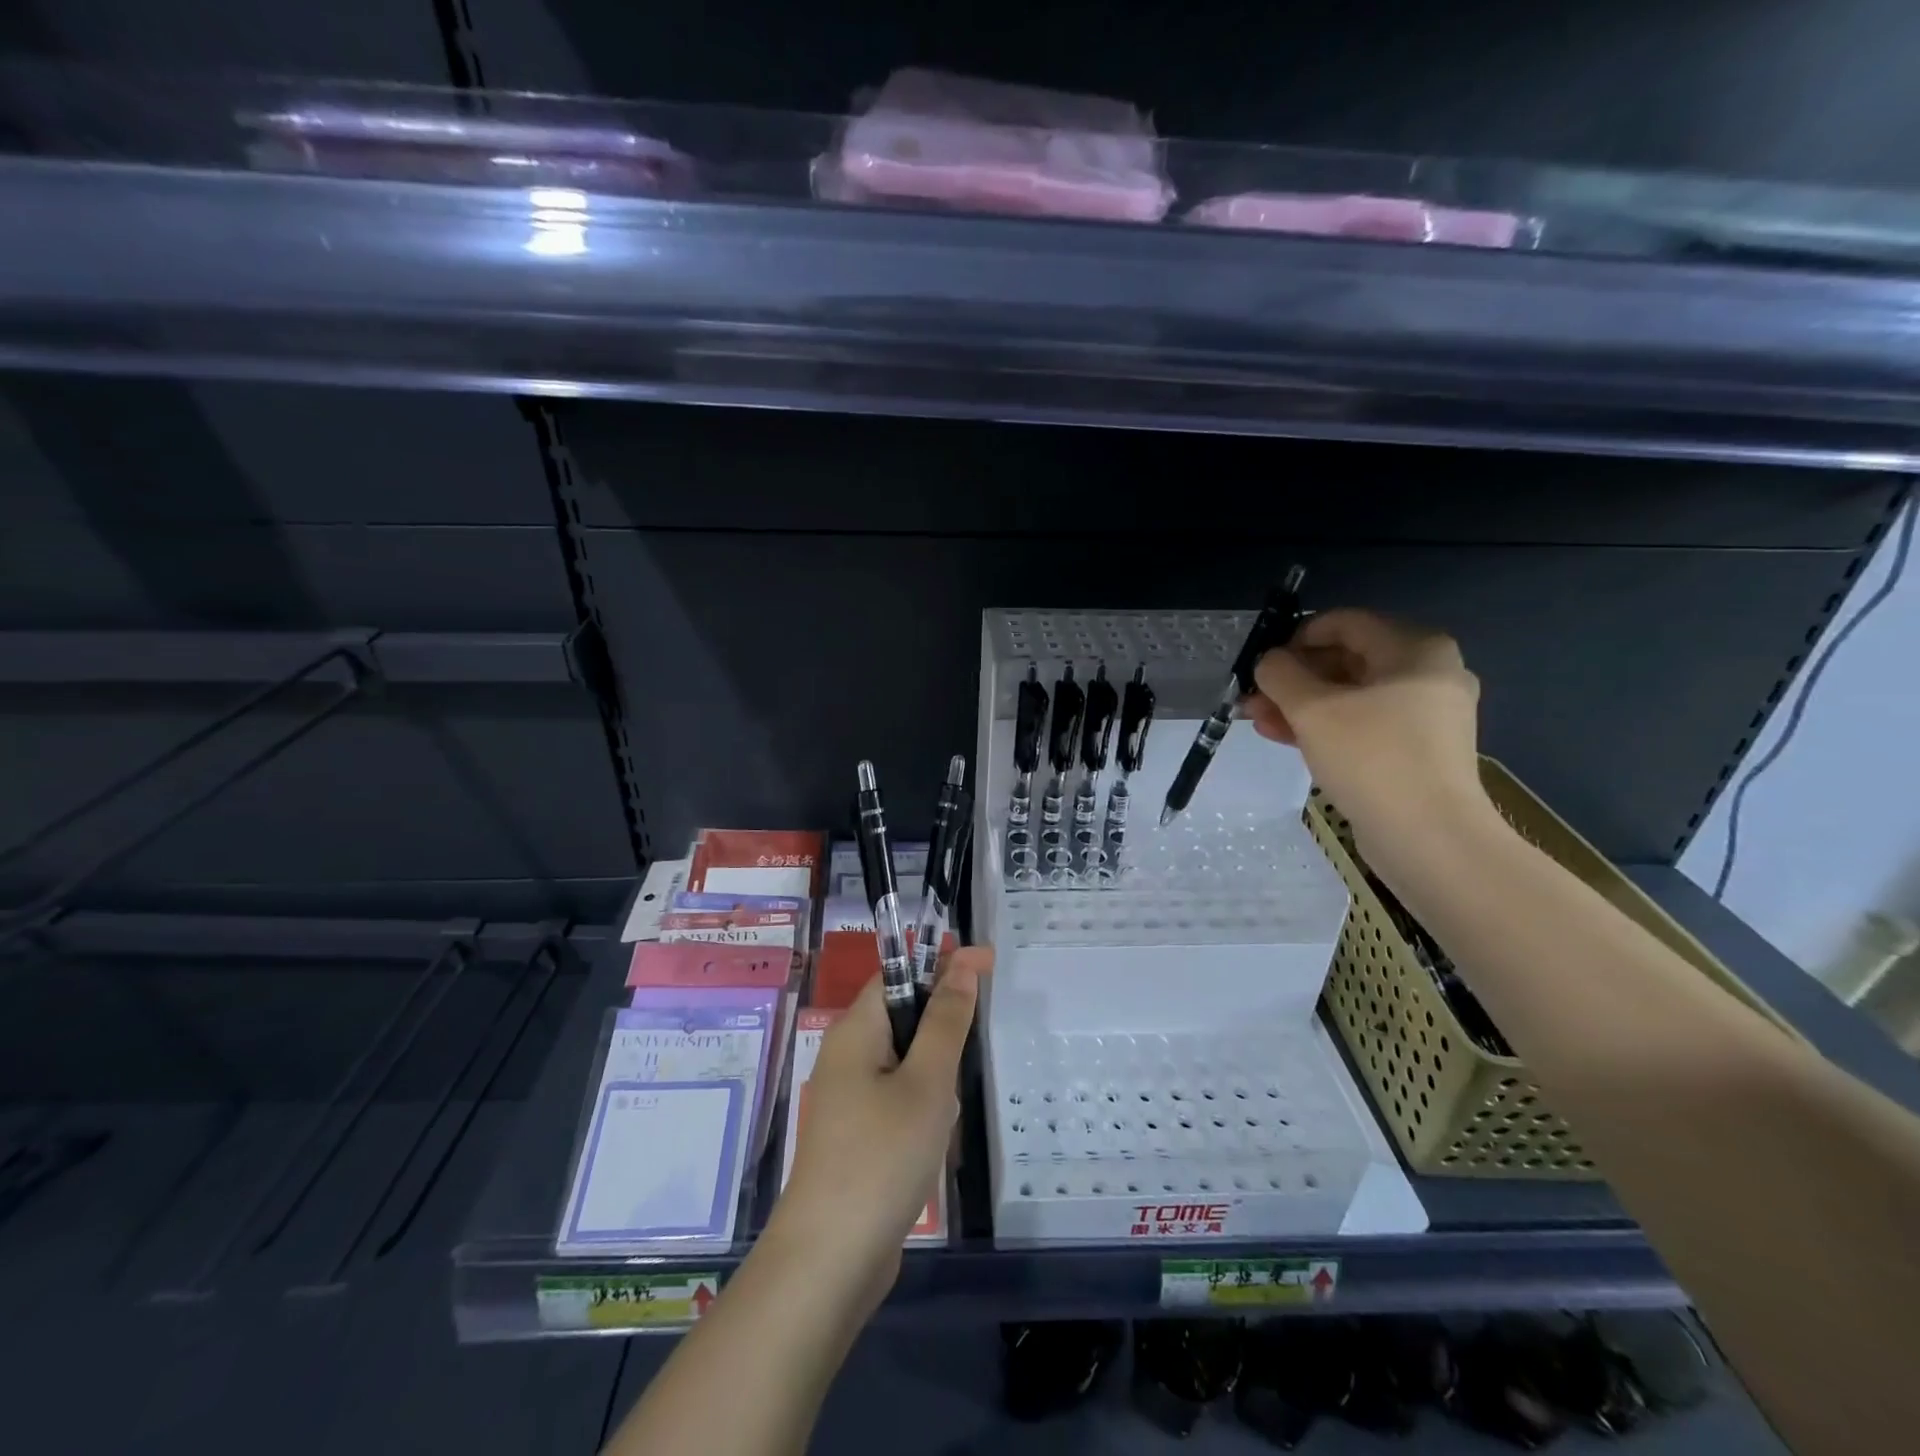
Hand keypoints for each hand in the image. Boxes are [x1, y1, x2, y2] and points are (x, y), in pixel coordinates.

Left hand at [772, 947, 989, 1314]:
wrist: (830, 1261)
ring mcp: (850, 1098)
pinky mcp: (859, 1134)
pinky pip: (899, 1097)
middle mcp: (847, 1055)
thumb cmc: (882, 1156)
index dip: (941, 962)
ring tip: (948, 1114)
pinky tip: (936, 1141)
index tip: (988, 962)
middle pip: (903, 1014)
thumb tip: (960, 963)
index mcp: (856, 1030)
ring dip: (936, 1075)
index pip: (899, 973)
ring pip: (906, 1060)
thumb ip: (946, 1020)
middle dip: (942, 1027)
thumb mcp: (927, 1082)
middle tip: (970, 1054)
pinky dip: (924, 1106)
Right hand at [1245, 609, 1495, 864]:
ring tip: (1257, 721)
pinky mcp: (1416, 750)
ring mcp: (1425, 714)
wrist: (1429, 837)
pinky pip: (1363, 724)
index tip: (1263, 664)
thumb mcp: (1313, 709)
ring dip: (1301, 705)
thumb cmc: (1372, 758)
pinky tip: (1285, 738)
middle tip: (1252, 698)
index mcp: (1415, 649)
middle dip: (1293, 678)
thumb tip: (1269, 662)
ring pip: (1350, 696)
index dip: (1296, 637)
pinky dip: (1325, 727)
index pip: (1344, 623)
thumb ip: (1281, 674)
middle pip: (1346, 660)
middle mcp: (1428, 673)